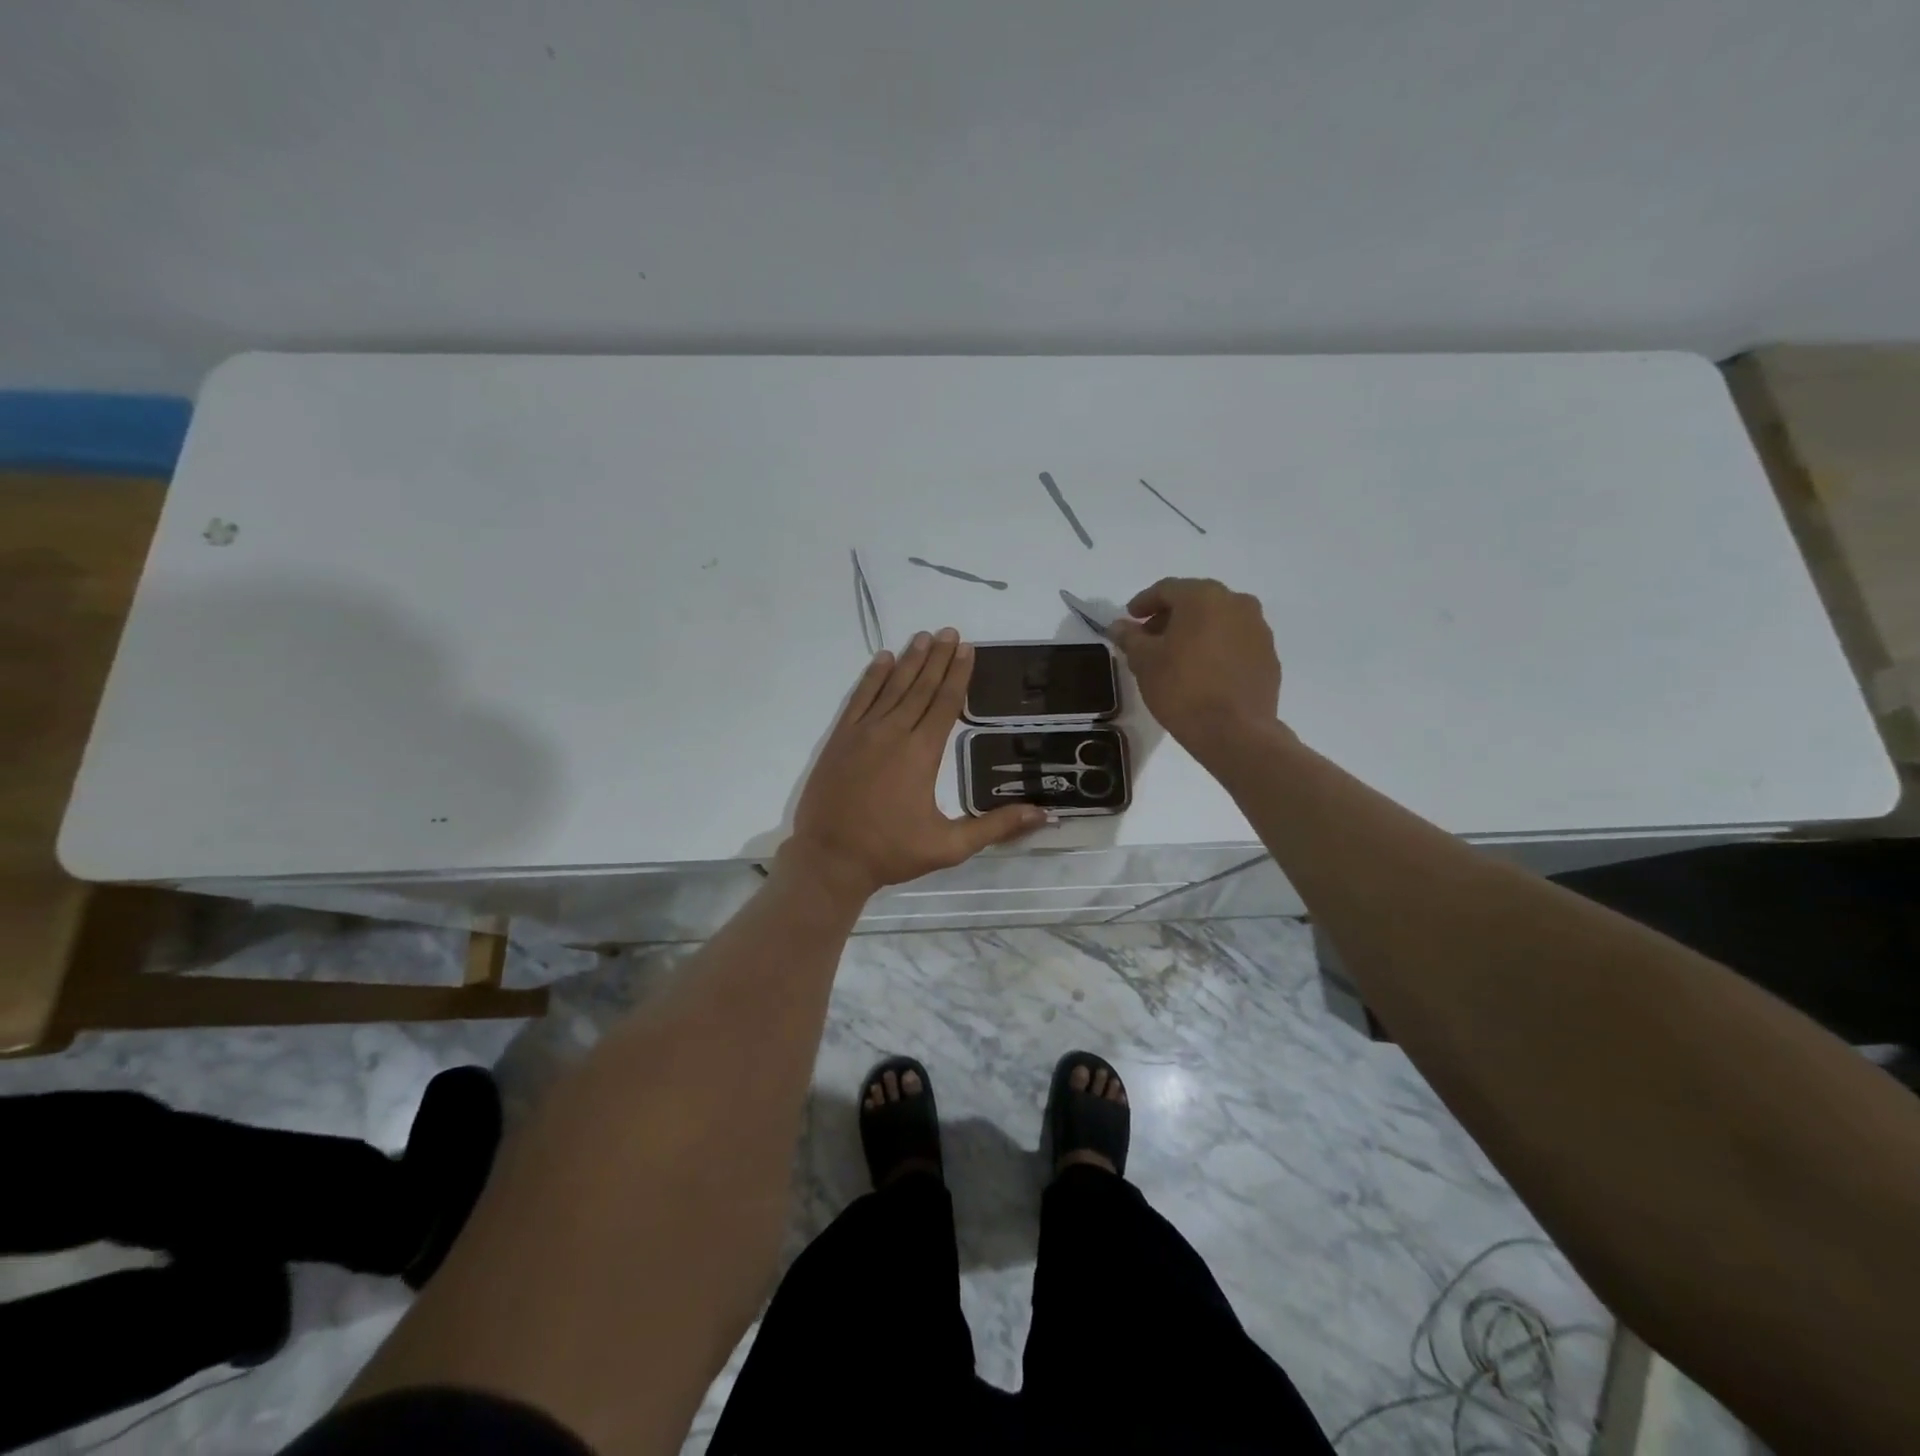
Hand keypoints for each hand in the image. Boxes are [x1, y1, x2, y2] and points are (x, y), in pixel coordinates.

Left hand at [784, 629, 1046, 901]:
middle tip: (950, 631)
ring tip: (924, 636)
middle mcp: (893, 733)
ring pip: (890, 687)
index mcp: (922, 753)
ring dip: (909, 660)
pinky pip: (859, 698)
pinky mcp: (839, 739)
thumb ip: (995, 827)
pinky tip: (882, 659)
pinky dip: (871, 677)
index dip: (958, 675)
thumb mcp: (949, 846)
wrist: (829, 859)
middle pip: (920, 687)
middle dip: (937, 658)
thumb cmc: (891, 852)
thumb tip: (1043, 814)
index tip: (968, 648)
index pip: (945, 703)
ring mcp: (862, 733)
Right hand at [1111, 578, 1282, 755]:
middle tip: (1150, 639)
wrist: (1235, 732)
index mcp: (1204, 597)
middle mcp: (1236, 603)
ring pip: (1218, 620)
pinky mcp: (1269, 656)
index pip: (1166, 589)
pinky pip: (1236, 642)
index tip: (1130, 619)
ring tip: (1176, 657)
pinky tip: (1203, 671)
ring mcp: (1258, 629)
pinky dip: (1216, 648)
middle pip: (1195, 601)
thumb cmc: (1182, 689)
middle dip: (1170, 617)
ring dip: (1195, 631)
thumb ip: (1130, 637)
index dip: (1143, 602)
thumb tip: (1119, 625)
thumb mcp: (1144, 662)